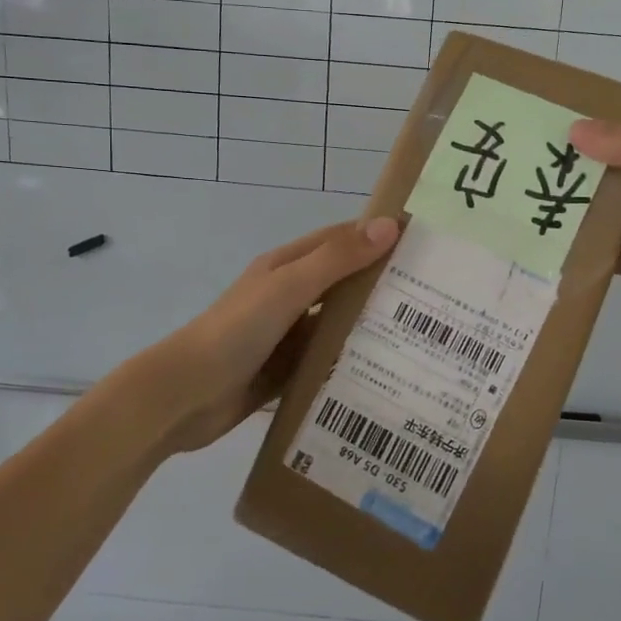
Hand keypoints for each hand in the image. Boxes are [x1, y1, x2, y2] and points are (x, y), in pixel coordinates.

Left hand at [153, 217, 400, 453]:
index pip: (341, 240)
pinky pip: (327, 361)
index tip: (424, 241)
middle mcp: (290, 296)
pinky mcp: (286, 371)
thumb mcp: (289, 287)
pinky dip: (351, 362)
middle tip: (435, 296)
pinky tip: (386, 373)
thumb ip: (337, 259)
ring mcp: (288, 335)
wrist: (185, 395)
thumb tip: (390, 225)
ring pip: (338, 324)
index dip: (377, 235)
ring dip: (370, 326)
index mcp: (287, 266)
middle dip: (382, 284)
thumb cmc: (237, 330)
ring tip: (423, 336)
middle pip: (343, 283)